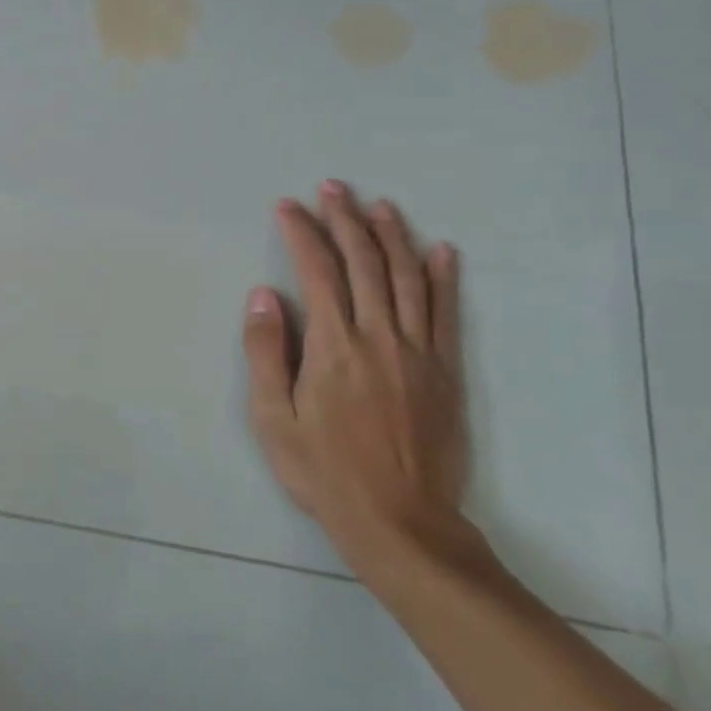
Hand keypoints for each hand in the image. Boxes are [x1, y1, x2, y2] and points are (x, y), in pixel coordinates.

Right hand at [243, 180, 470, 578]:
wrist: (401, 522)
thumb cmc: (325, 471)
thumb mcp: (274, 419)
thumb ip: (267, 352)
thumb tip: (264, 295)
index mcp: (333, 346)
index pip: (317, 272)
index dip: (302, 234)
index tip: (288, 207)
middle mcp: (378, 337)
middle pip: (363, 263)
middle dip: (345, 220)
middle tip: (333, 188)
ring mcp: (418, 352)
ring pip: (406, 278)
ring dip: (392, 236)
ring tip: (379, 206)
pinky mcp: (445, 371)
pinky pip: (446, 314)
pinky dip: (443, 278)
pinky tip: (441, 251)